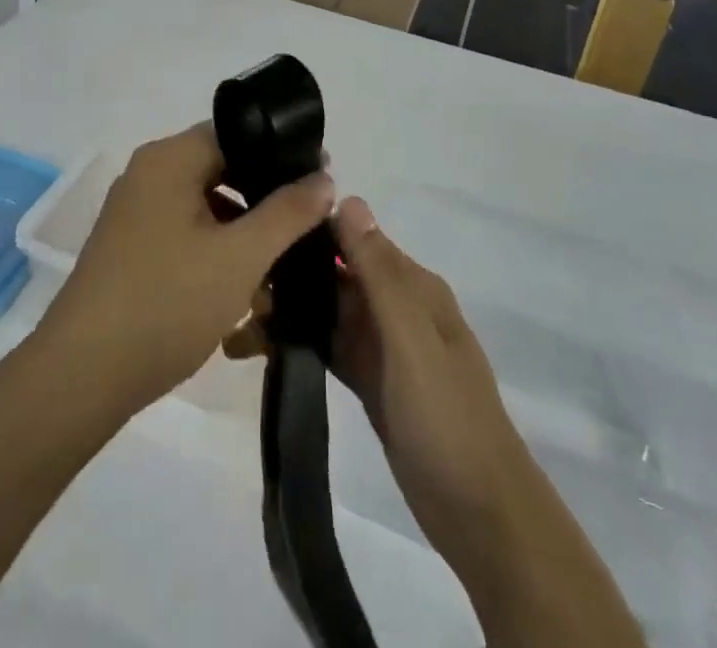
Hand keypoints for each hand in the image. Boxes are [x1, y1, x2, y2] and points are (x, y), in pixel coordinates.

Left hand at [36, 123, 333, 420]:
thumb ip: (288, 212)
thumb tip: (323, 177)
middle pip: (221, 167)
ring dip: (242, 228)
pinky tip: (241, 286)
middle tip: (304, 227)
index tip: (318, 182)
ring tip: (278, 264)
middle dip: (264, 197)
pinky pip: (185, 230)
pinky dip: (215, 248)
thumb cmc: (167, 302)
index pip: (236, 133)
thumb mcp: (241, 257)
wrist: (82, 376)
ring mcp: (134, 211)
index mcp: (169, 159)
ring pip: (205, 203)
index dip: (281, 153)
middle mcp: (148, 174)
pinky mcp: (130, 247)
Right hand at [231, 198, 646, 647]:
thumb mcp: (412, 340)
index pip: (354, 240)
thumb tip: (347, 199)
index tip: (259, 235)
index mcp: (412, 286)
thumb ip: (379, 272)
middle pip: (336, 276)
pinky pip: (329, 347)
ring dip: (289, 312)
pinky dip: (299, 343)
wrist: (482, 517)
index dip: (309, 235)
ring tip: (236, 323)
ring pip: (328, 312)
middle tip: (235, 291)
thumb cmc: (447, 418)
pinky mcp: (371, 381)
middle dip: (290, 278)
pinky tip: (258, 349)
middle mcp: (397, 306)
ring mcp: (383, 345)